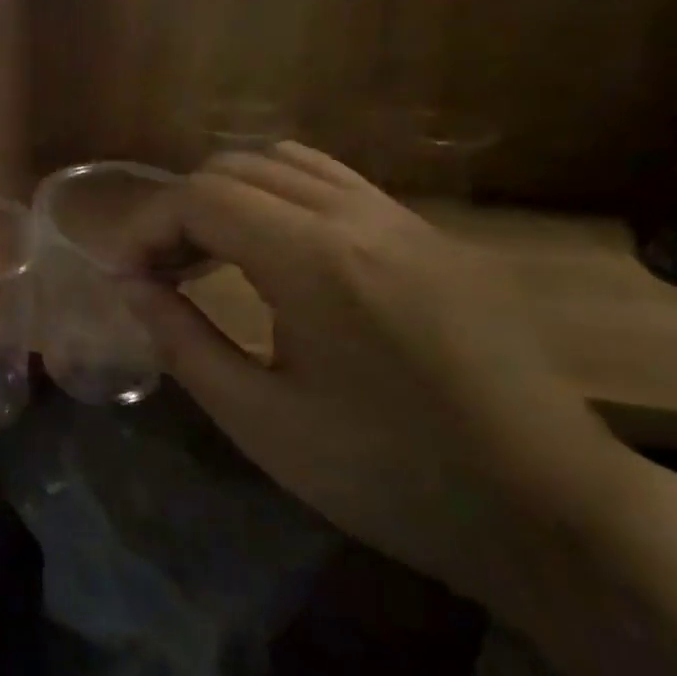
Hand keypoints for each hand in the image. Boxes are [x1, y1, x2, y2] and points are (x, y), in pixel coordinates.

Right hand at [126, 144, 625, 595]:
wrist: (550, 512)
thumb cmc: (387, 476)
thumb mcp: (259, 420)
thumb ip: (182, 340)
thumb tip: (131, 287)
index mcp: (315, 260)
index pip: (200, 198)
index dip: (145, 228)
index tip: (126, 278)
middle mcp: (361, 217)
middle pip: (238, 167)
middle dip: (181, 209)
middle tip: (161, 272)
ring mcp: (408, 221)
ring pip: (291, 163)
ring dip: (232, 196)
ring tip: (210, 256)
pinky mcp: (437, 239)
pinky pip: (339, 186)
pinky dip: (282, 200)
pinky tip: (276, 258)